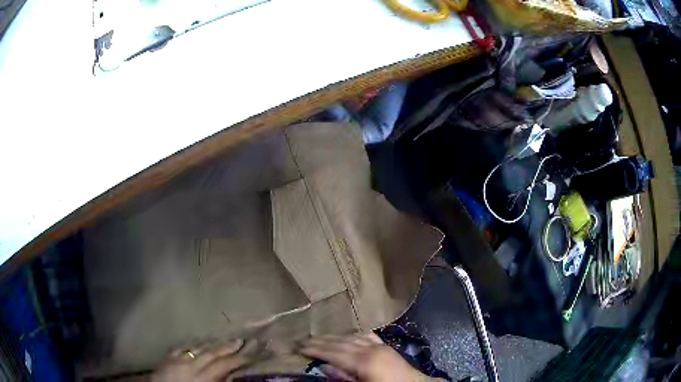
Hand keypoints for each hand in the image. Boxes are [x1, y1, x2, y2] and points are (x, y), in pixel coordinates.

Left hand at [151, 339, 253, 381]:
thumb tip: (233, 376)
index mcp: (201, 377)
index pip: (224, 365)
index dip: (239, 358)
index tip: (252, 353)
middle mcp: (191, 365)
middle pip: (213, 354)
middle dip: (228, 347)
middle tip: (243, 340)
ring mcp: (178, 359)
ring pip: (199, 348)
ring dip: (214, 344)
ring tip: (226, 340)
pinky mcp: (168, 357)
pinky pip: (183, 348)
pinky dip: (194, 346)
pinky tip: (199, 344)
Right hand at [299, 333, 439, 381]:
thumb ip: (343, 378)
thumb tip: (325, 366)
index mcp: (363, 361)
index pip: (332, 352)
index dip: (314, 349)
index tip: (298, 347)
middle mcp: (370, 349)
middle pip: (339, 342)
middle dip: (320, 341)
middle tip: (301, 340)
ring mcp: (379, 345)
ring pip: (351, 337)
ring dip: (333, 337)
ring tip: (318, 337)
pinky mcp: (386, 346)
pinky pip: (365, 336)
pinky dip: (351, 335)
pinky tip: (346, 335)